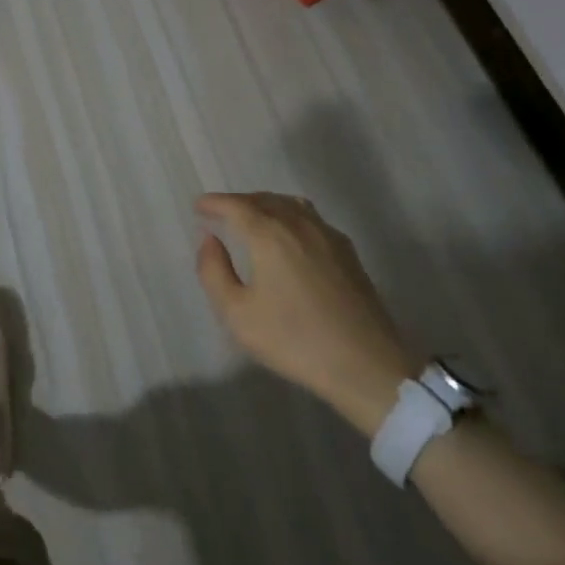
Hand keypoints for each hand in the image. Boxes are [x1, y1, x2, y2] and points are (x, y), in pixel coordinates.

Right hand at [195, 192, 420, 434]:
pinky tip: (288, 236)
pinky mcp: (347, 252)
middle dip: (238, 202)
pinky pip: (310, 218)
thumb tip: (209, 239)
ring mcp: (328, 235)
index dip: (214, 203)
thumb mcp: (238, 314)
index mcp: (270, 234)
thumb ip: (214, 271)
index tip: (198, 206)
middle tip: (220, 212)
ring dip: (266, 204)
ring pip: (290, 204)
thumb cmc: (294, 340)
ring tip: (251, 218)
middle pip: (264, 199)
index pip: (236, 205)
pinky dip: (289, 215)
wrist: (366, 364)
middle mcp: (299, 224)